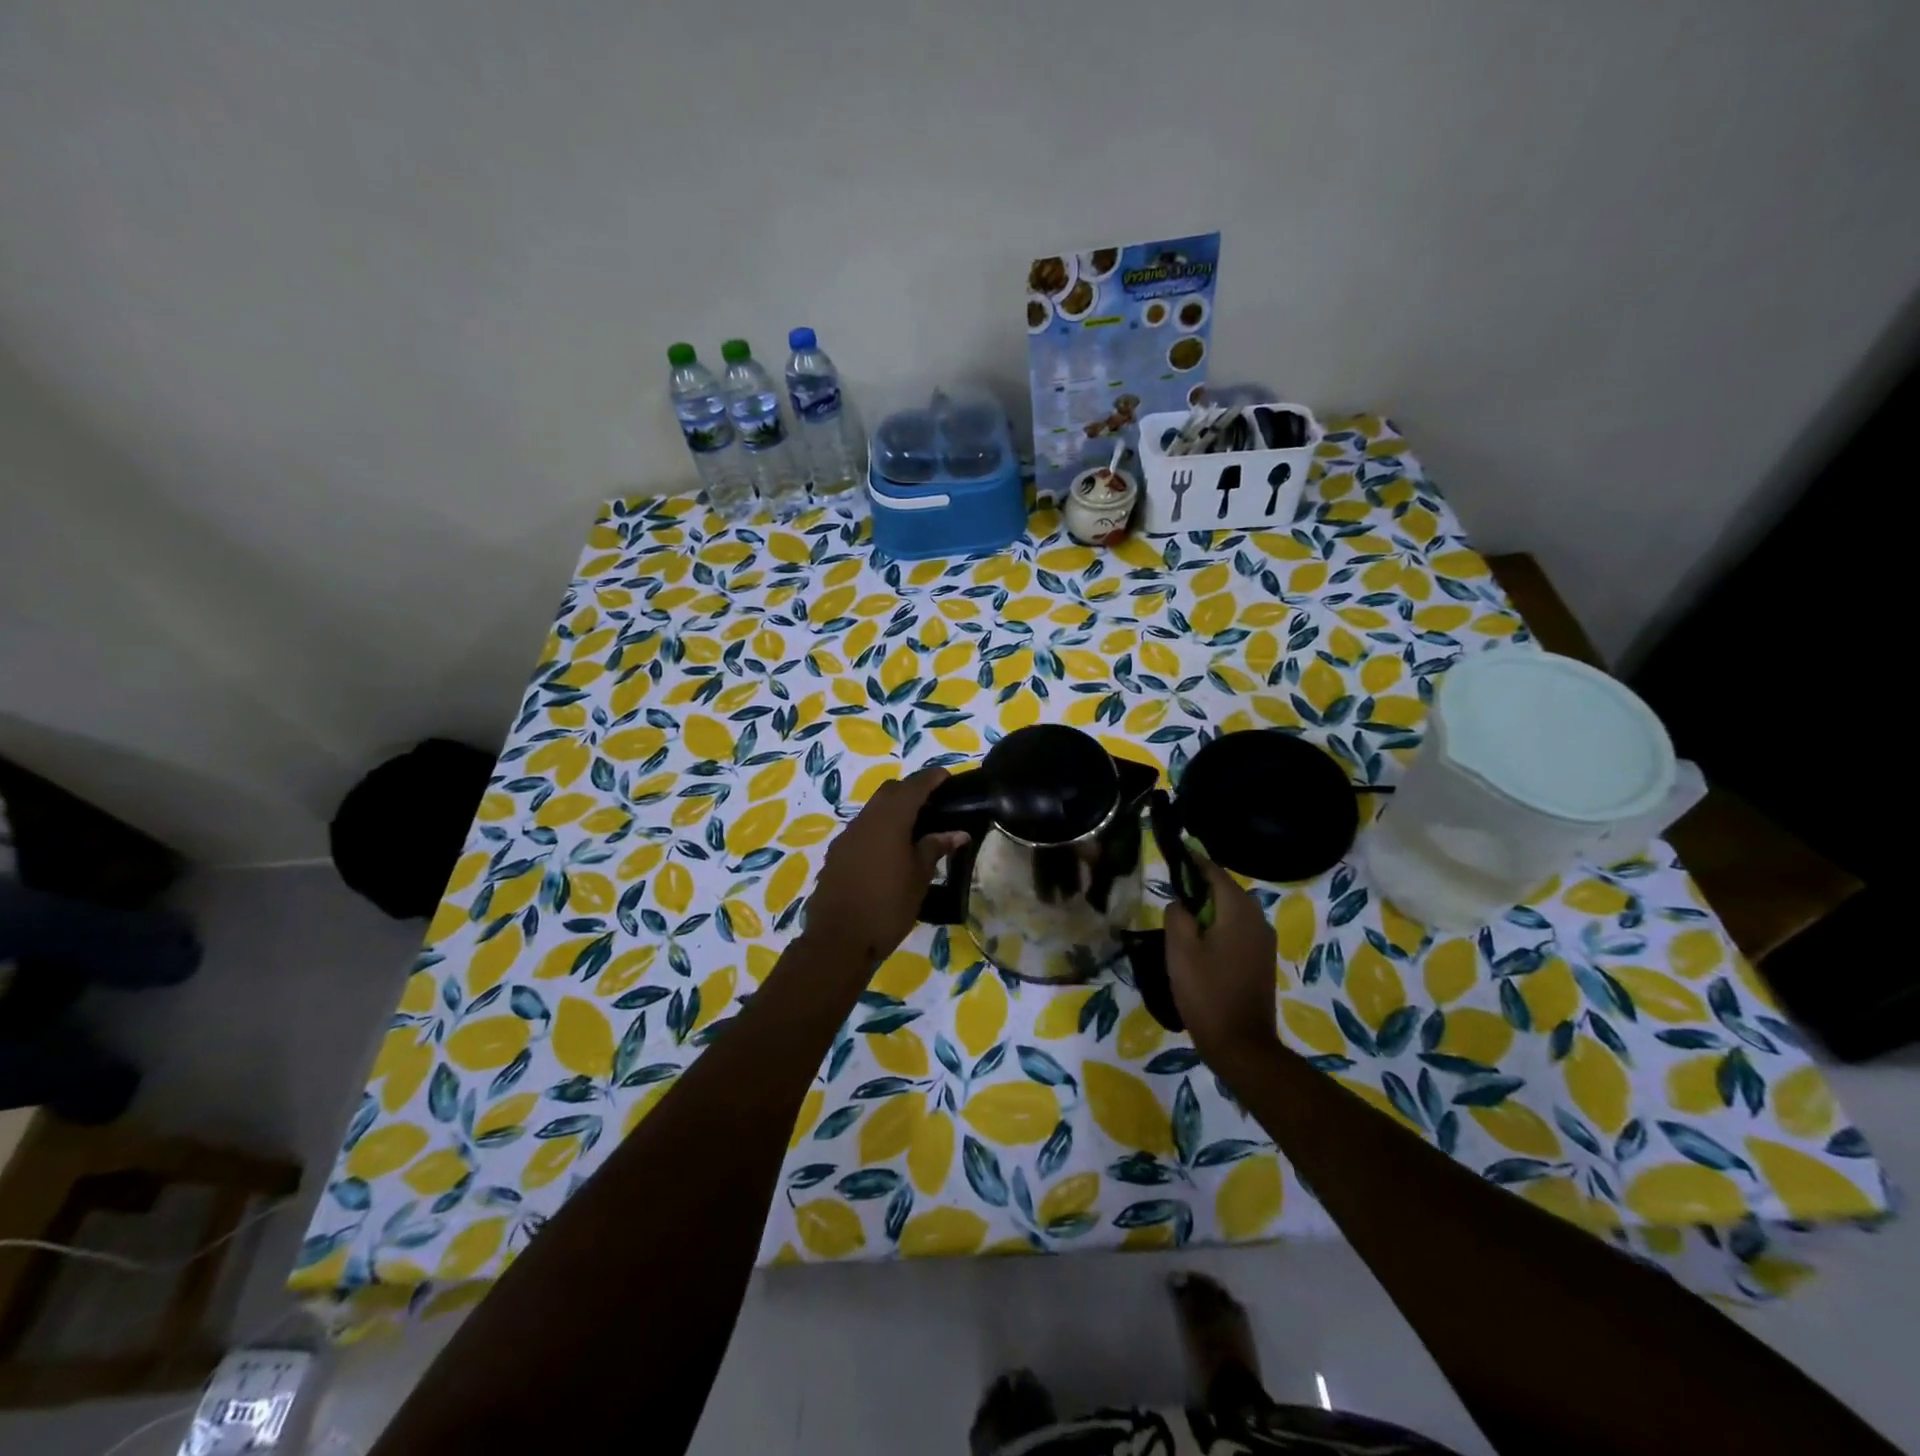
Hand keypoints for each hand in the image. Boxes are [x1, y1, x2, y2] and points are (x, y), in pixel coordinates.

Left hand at [801, 767, 969, 969]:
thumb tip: (957, 833)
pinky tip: (889, 850)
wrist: (838, 940)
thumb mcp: (919, 878)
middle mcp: (864, 820)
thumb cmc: (887, 907)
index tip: (946, 777)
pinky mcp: (836, 855)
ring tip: (914, 828)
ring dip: (892, 810)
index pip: (913, 787)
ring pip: (872, 810)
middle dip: (910, 790)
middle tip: (932, 803)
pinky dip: (878, 829)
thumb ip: (935, 848)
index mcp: (889, 820)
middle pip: (889, 792)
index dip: (930, 779)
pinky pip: (861, 830)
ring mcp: (846, 837)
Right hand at [1165, 857, 1279, 1071]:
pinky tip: (1200, 939)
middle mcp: (1257, 920)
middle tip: (1173, 887)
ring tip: (1183, 914)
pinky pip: (1238, 929)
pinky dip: (1219, 925)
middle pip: (1227, 890)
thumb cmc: (1206, 993)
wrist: (1241, 1044)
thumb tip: (1180, 903)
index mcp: (1238, 912)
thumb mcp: (1180, 951)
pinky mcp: (1261, 960)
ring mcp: (1263, 941)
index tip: (1177, 851)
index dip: (1195, 861)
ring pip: (1233, 911)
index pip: (1215, 873)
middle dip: (1201, 885)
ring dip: (1210, 907)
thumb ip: (1177, 916)